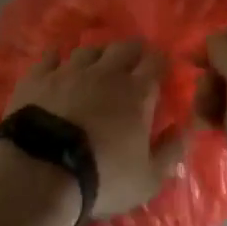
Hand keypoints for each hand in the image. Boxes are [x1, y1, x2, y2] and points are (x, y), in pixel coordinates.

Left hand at [7, 41, 184, 217]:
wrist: (42, 171)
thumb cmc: (103, 177)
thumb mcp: (149, 178)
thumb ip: (172, 150)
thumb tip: (188, 127)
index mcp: (136, 93)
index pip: (155, 62)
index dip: (160, 62)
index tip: (162, 68)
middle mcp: (104, 72)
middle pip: (123, 47)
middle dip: (133, 51)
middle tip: (134, 62)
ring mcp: (68, 71)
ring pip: (88, 50)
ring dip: (97, 55)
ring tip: (97, 65)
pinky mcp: (37, 77)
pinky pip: (50, 57)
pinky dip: (57, 59)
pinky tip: (56, 64)